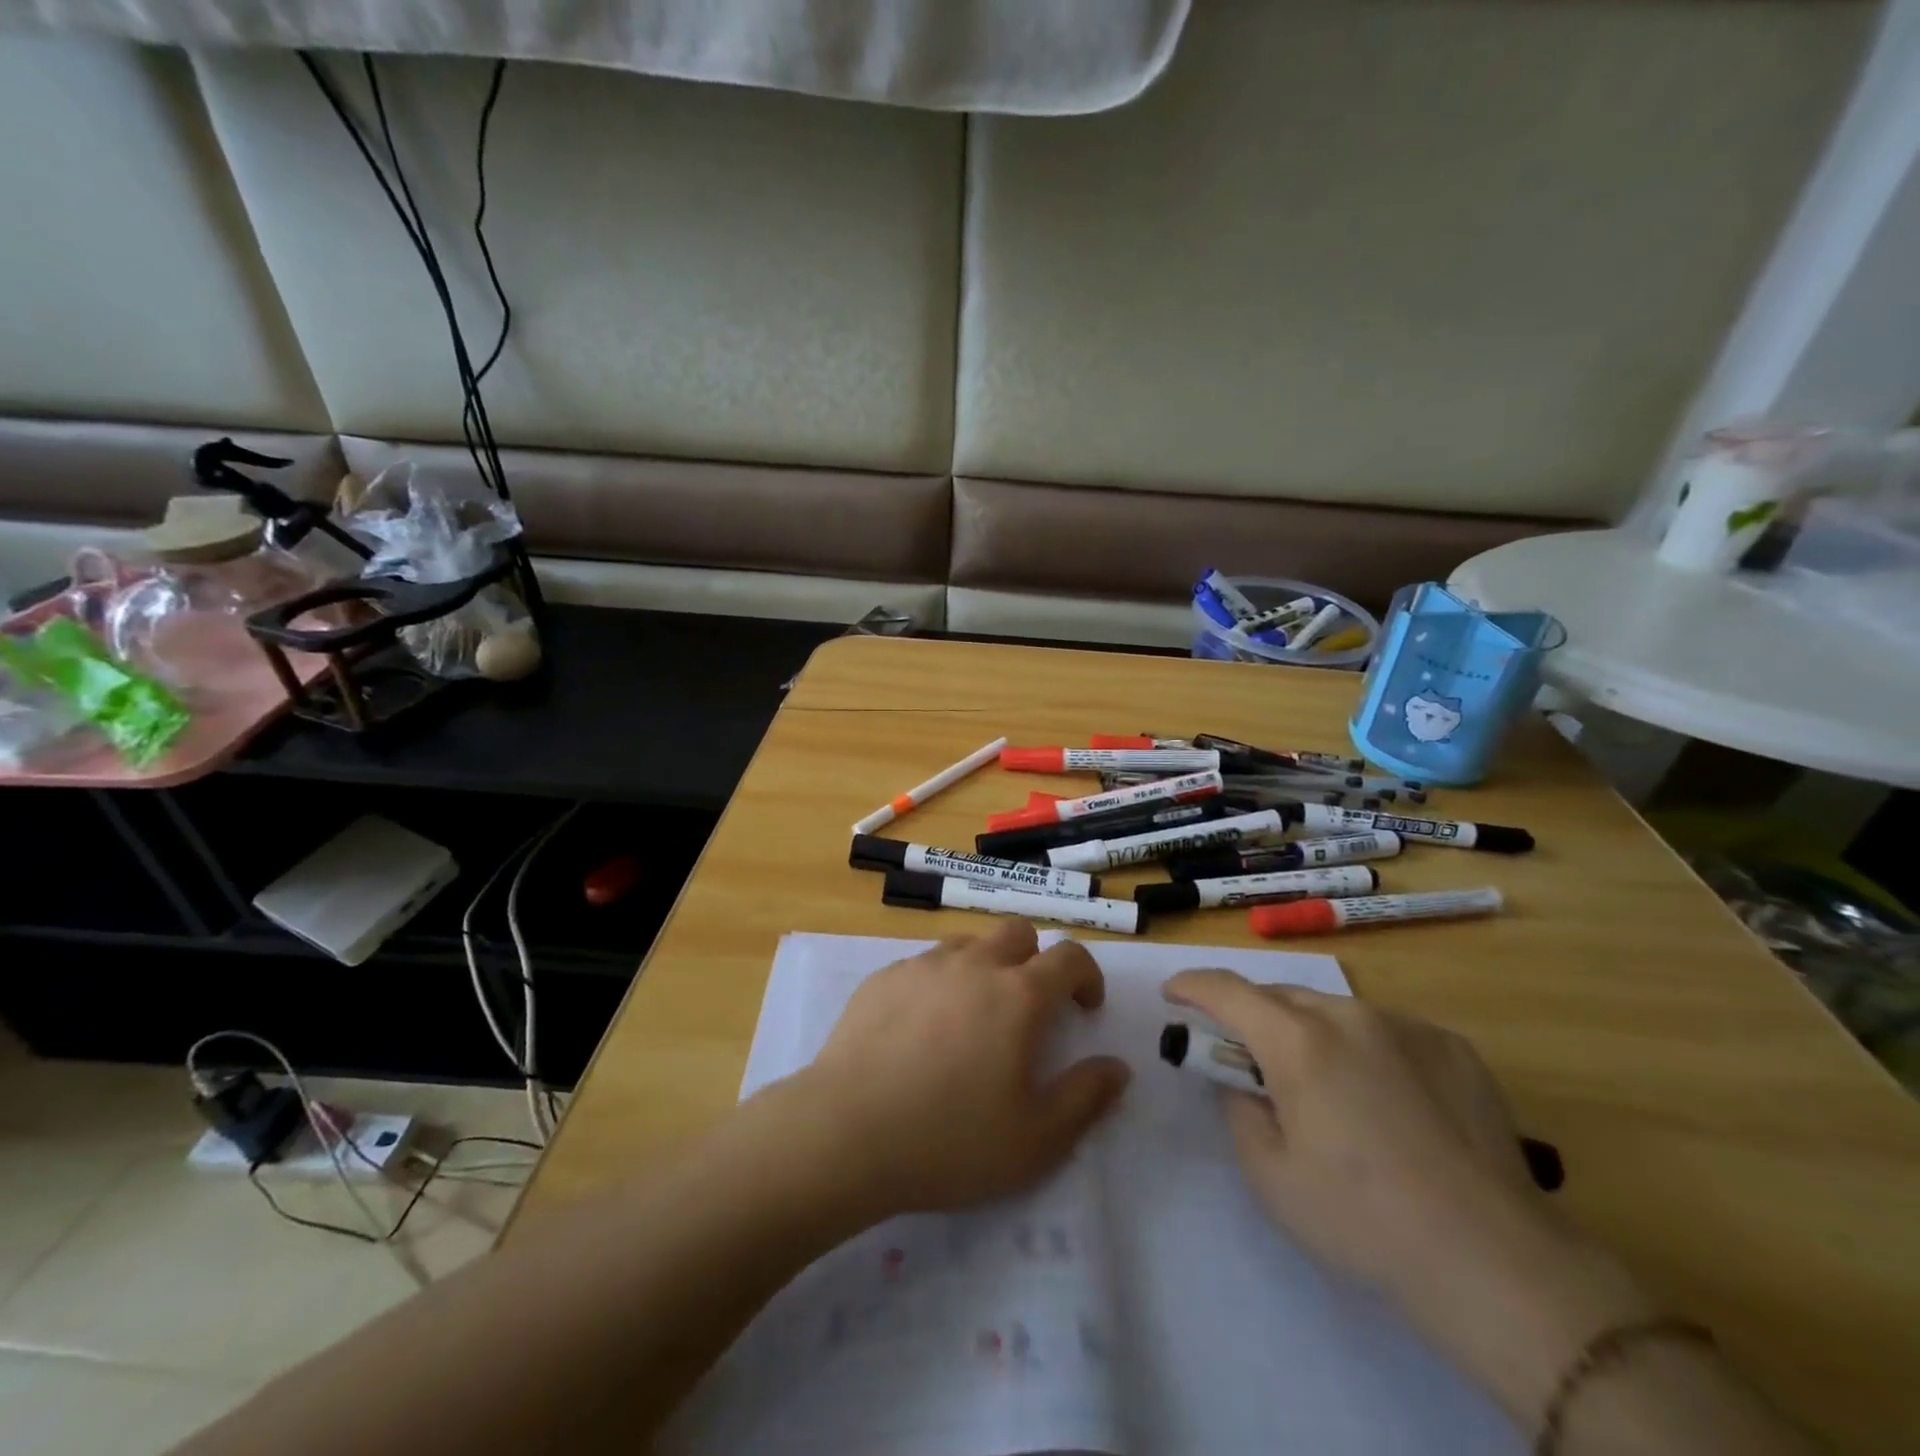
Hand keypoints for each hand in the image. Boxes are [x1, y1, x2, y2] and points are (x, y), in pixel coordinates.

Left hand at [791, 920, 1129, 1217]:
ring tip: (974, 1018)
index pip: (1070, 956)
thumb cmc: (950, 1140)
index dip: (1087, 976)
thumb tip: (1117, 1067)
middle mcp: (973, 965)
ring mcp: (923, 966)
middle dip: (1035, 960)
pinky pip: (924, 965)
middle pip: (1017, 933)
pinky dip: (939, 984)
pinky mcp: (882, 978)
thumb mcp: (1037, 1139)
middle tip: (1029, 1009)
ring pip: (968, 945)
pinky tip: (921, 1031)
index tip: (1085, 1009)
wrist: (846, 1132)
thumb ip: (1086, 1097)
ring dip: (985, 967)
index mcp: (1018, 995)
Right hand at [1162, 971, 1540, 1303]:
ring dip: (1312, 1034)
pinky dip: (1366, 1049)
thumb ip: (1241, 1112)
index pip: (1225, 990)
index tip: (1173, 995)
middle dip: (1253, 1018)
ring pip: (1335, 1011)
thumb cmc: (1363, 1219)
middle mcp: (1348, 1016)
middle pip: (1280, 997)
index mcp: (1297, 1042)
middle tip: (1251, 1062)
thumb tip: (1243, 1083)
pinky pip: (1388, 1031)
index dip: (1191, 985)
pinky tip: (1389, 1103)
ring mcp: (1406, 1026)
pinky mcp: (1453, 1046)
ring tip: (1328, 1089)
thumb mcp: (1270, 1177)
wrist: (1494, 1260)